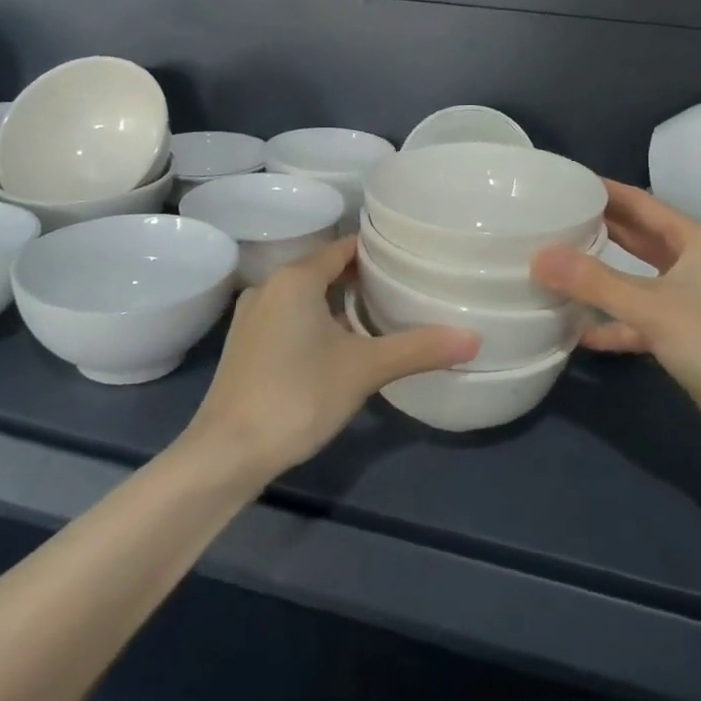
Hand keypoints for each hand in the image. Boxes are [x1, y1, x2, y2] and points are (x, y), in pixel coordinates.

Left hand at [184, 236, 478, 482]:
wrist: (226, 452)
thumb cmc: (297, 396)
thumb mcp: (364, 369)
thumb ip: (418, 349)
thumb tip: (474, 338)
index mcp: (296, 278)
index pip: (344, 247)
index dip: (378, 251)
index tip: (411, 257)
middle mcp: (270, 287)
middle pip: (325, 270)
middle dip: (362, 279)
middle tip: (405, 288)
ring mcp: (253, 316)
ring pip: (306, 296)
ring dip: (338, 303)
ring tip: (380, 316)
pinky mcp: (245, 345)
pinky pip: (289, 318)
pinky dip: (316, 322)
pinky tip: (340, 347)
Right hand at [531, 180, 700, 442]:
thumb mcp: (650, 306)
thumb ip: (593, 281)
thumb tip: (539, 257)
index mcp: (695, 240)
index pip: (642, 203)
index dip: (605, 191)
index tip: (567, 182)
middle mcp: (694, 262)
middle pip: (639, 237)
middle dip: (600, 228)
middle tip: (555, 219)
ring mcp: (691, 299)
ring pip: (638, 278)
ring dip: (603, 276)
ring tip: (559, 265)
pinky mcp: (685, 334)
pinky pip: (640, 318)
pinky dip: (613, 322)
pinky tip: (579, 330)